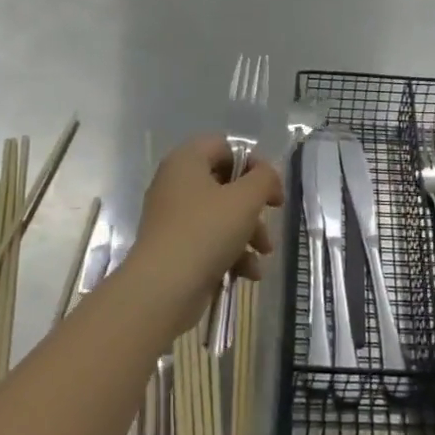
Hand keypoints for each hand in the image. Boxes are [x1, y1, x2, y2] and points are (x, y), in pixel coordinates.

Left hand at [127, 135, 282, 335]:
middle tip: (272, 217)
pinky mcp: (174, 248)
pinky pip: (208, 241)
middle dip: (253, 206)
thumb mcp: (245, 199)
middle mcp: (175, 184)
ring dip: (247, 233)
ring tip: (263, 254)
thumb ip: (264, 178)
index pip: (225, 146)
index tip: (271, 187)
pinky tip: (248, 273)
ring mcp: (172, 218)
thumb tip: (266, 174)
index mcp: (186, 161)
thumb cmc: (206, 231)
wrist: (162, 289)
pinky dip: (230, 253)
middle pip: (225, 183)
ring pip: (220, 215)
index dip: (253, 163)